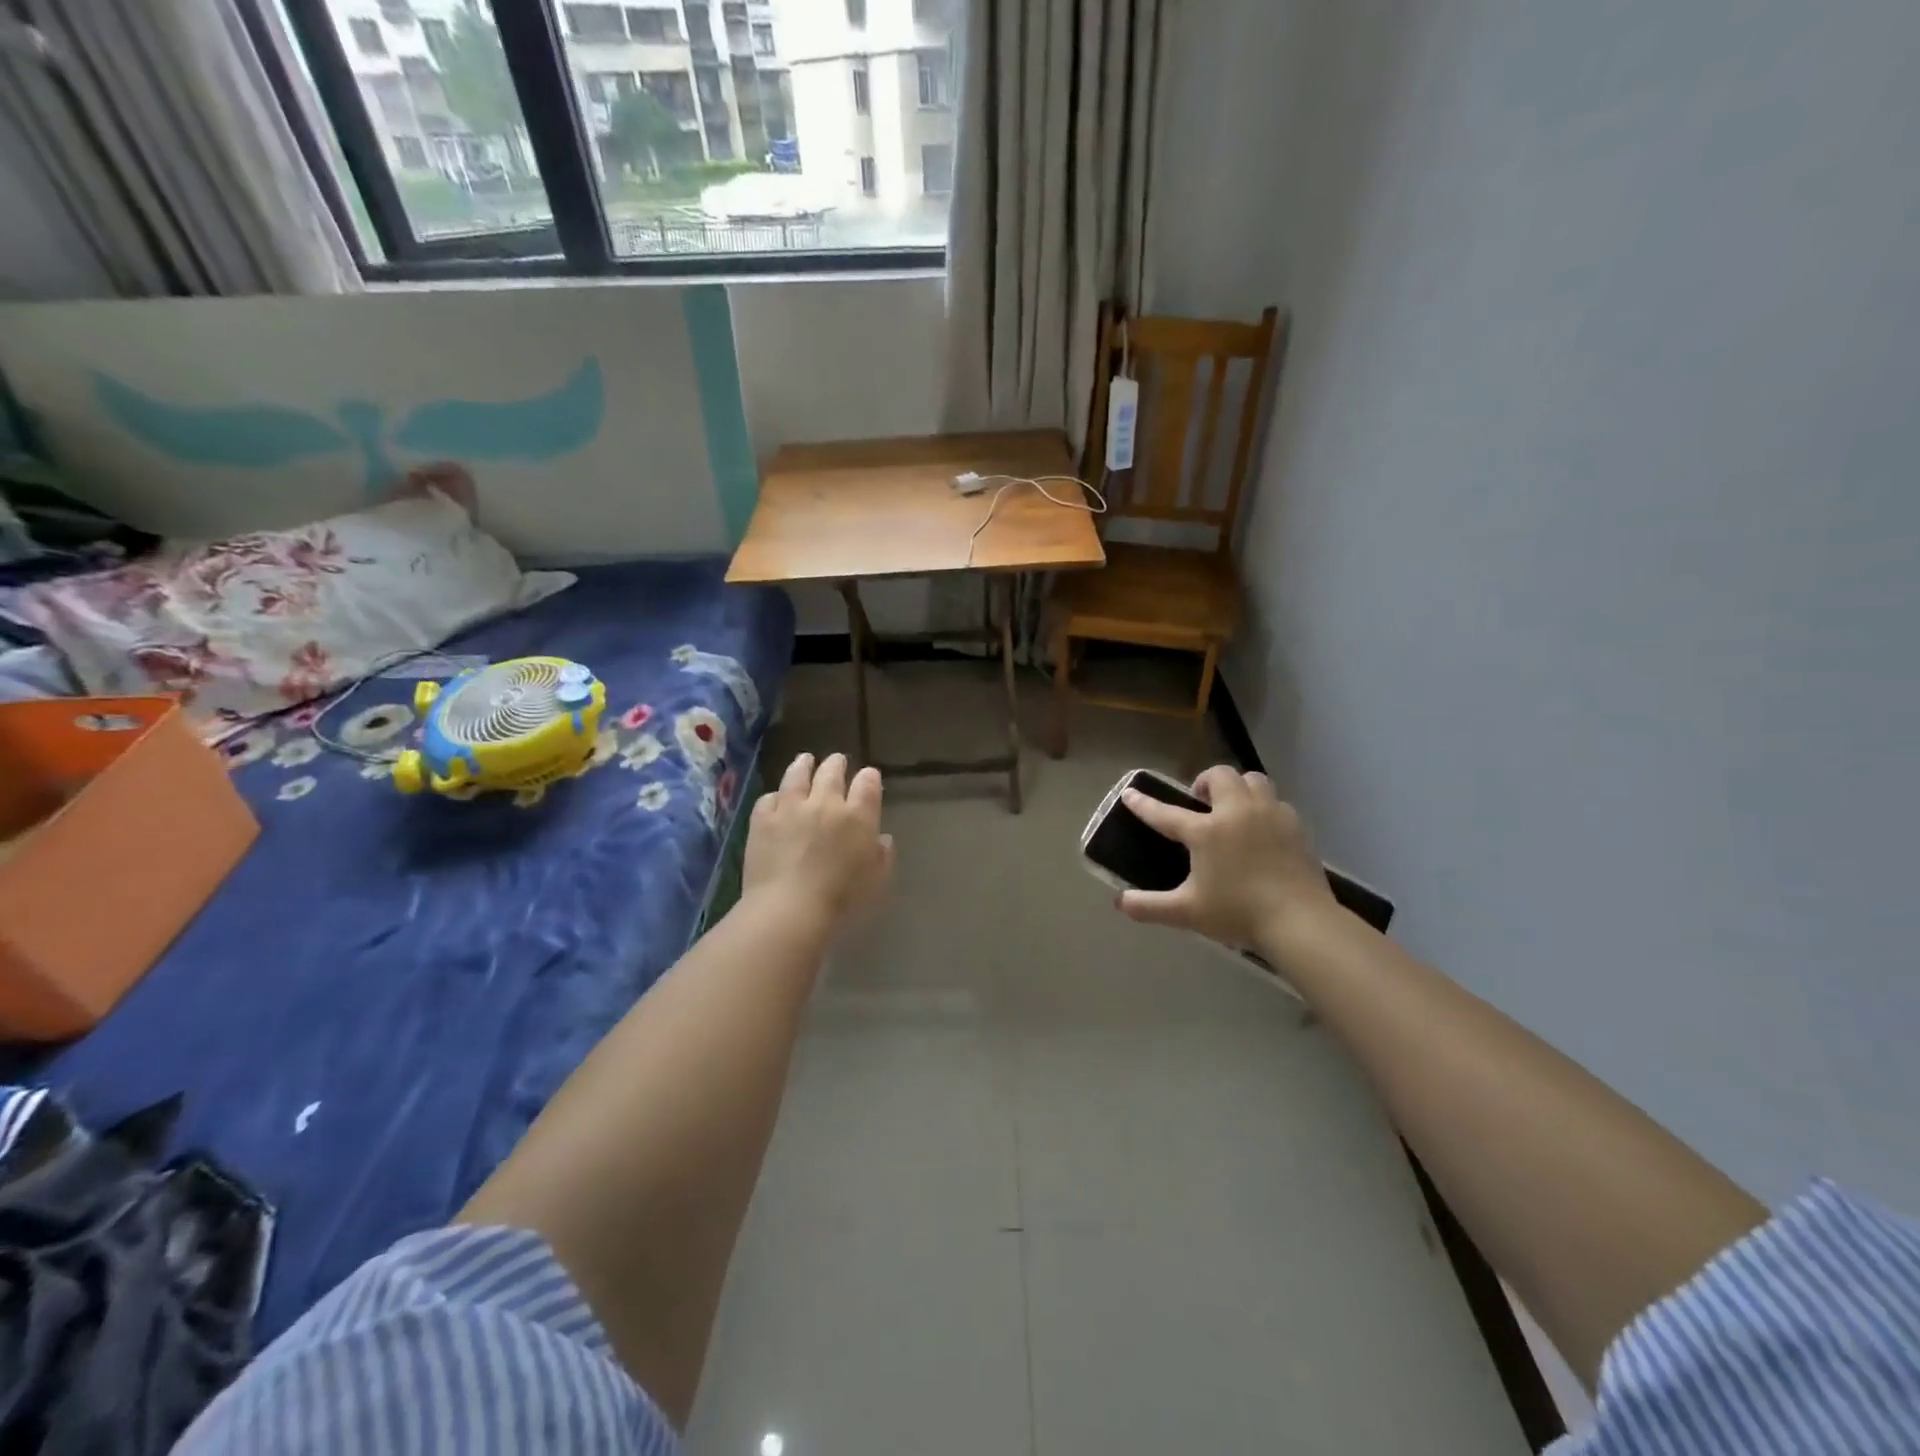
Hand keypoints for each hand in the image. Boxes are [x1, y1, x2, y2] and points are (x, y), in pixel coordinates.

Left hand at [742, 752, 894, 939]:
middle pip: (832, 772)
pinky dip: (775, 796)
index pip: (868, 784)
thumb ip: (882, 857)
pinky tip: (776, 798)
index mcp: (858, 817)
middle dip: (837, 764)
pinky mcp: (763, 820)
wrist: (789, 909)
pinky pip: (769, 798)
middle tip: (837, 761)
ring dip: (803, 765)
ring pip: (797, 775)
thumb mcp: (876, 882)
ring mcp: (791, 808)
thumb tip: (881, 839)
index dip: (870, 777)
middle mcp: (826, 803)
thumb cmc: (841, 901)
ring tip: (805, 759)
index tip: (869, 777)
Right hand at [1115, 766, 1337, 957]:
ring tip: (1232, 808)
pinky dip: (1264, 808)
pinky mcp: (1295, 827)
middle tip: (1199, 802)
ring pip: (1253, 780)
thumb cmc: (1238, 913)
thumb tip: (1119, 903)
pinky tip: (1262, 830)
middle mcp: (1237, 813)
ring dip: (1238, 787)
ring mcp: (1270, 815)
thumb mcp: (1187, 913)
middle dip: (1205, 781)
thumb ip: (1150, 906)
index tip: (1130, 793)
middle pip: (1220, 776)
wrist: (1300, 922)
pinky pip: (1276, 802)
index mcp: (1207, 831)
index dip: (1144, 804)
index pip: (1166, 813)